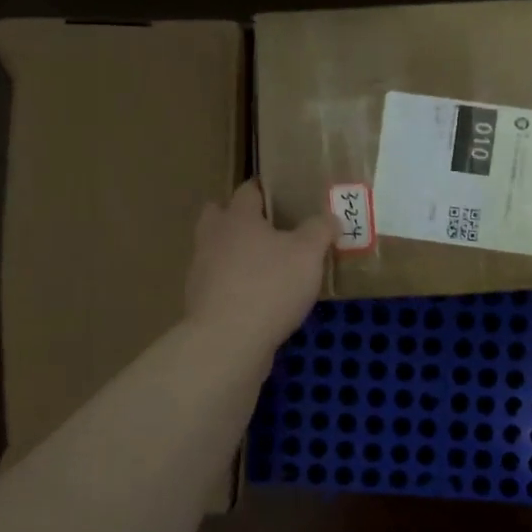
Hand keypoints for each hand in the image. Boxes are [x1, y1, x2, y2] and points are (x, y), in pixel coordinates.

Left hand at [185, 180, 334, 358]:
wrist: (228, 341)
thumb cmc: (270, 286)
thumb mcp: (308, 254)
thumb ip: (320, 231)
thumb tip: (330, 217)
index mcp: (238, 218)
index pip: (248, 190)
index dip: (264, 190)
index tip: (282, 194)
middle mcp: (213, 238)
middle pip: (218, 216)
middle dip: (237, 218)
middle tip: (266, 229)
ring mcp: (201, 272)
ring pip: (216, 251)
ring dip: (235, 254)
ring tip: (266, 268)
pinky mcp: (201, 303)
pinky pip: (219, 284)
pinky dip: (234, 286)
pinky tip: (258, 300)